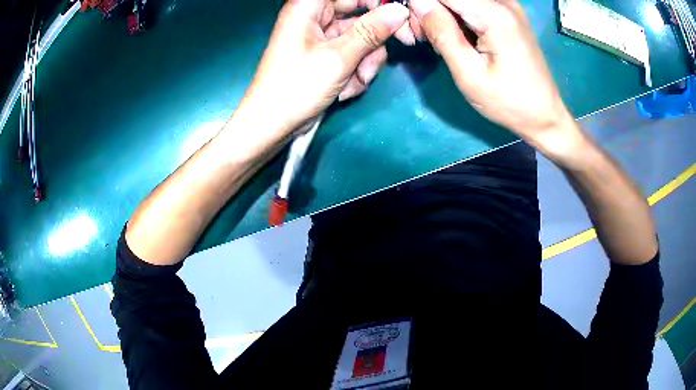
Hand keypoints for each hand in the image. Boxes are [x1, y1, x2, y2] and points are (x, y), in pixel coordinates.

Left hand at [237, 0, 409, 136]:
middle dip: (373, 41)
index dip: (377, 3)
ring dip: (365, 62)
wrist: (273, 125)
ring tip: (355, 81)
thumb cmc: (296, 88)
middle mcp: (315, 17)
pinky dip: (355, 71)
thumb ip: (371, 31)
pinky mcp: (325, 55)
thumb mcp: (338, 58)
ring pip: (361, 38)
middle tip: (386, 55)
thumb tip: (398, 11)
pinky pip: (352, 54)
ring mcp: (321, 37)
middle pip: (360, 15)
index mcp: (309, 7)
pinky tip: (345, 89)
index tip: (399, 18)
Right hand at [410, 0, 579, 157]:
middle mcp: (503, 1)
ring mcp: (508, 5)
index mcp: (494, 14)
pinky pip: (473, 4)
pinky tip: (456, 36)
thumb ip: (441, 32)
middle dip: (430, 9)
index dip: (422, 5)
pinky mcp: (509, 13)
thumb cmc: (508, 102)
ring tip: (438, 41)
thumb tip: (417, 2)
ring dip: (442, 14)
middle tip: (423, 38)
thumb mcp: (469, 73)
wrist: (544, 115)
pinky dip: (457, 16)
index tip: (415, 29)